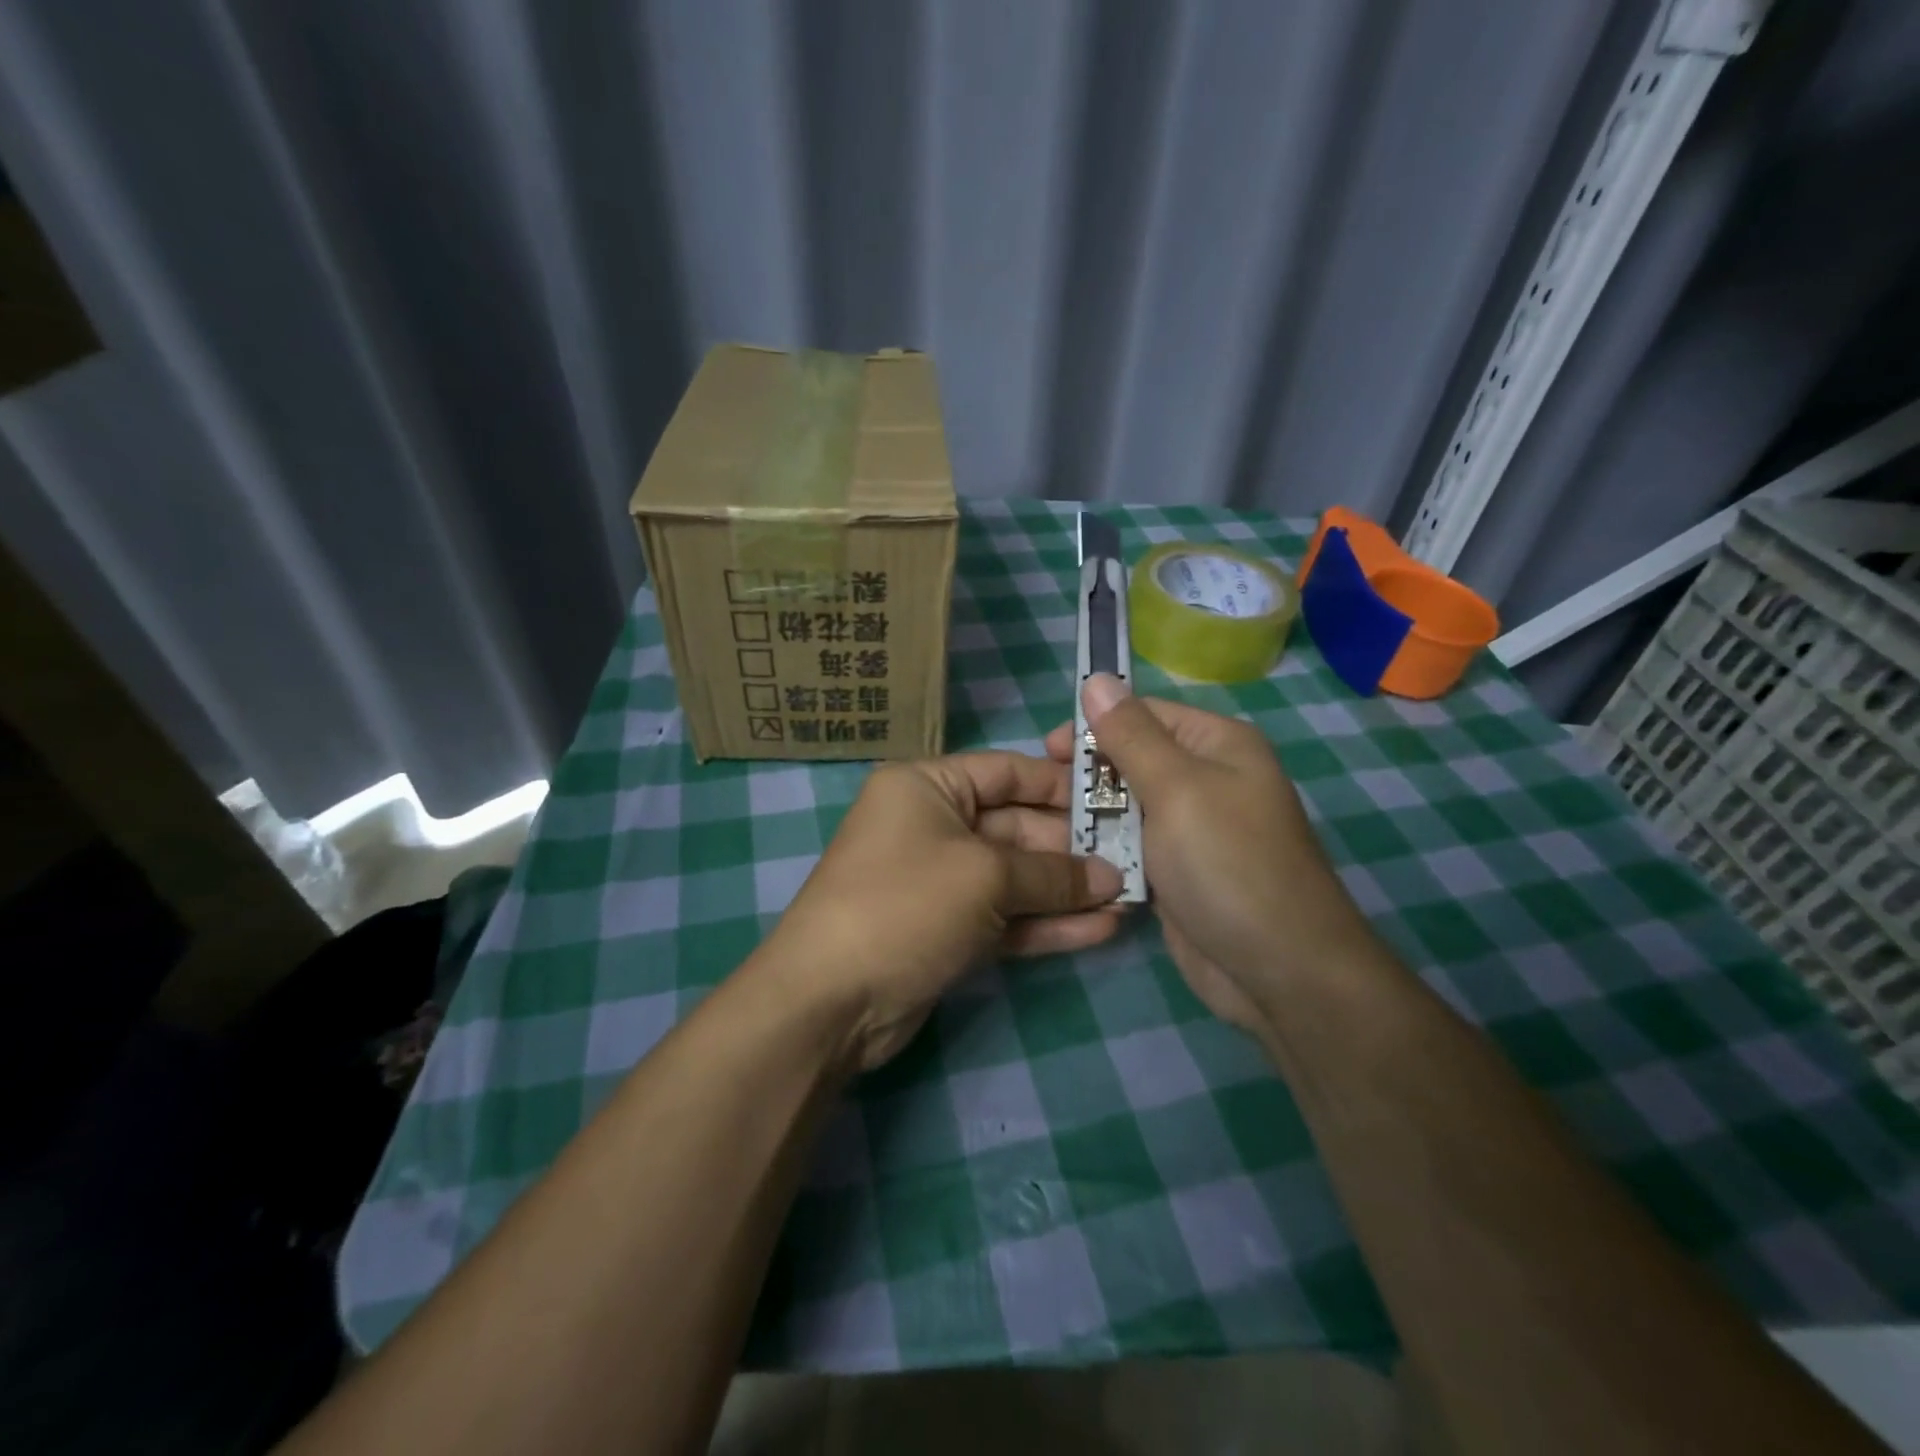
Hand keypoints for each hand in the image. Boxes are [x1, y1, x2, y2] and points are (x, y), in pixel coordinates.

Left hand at [758, 752, 1124, 1070]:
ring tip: (1129, 899)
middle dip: (1072, 848)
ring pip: (1015, 877)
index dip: (1061, 785)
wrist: (830, 1000)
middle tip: (1134, 860)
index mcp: (927, 786)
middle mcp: (931, 825)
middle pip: (1015, 826)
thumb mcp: (985, 876)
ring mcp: (938, 881)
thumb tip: (1111, 878)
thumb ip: (1052, 874)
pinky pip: (1004, 917)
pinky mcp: (946, 930)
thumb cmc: (906, 904)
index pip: (1006, 772)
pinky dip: (1046, 923)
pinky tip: (1100, 930)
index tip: (1115, 800)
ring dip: (1066, 890)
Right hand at [1044, 675, 1378, 1032]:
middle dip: (1088, 774)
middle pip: (1132, 759)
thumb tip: (1097, 678)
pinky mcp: (1179, 871)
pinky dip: (1107, 850)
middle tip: (1045, 796)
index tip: (1047, 751)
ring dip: (1092, 815)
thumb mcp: (1177, 789)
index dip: (1094, 725)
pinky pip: (1134, 846)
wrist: (1279, 971)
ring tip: (1047, 829)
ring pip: (1127, 806)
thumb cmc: (1228, 864)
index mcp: (1217, 745)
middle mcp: (1207, 779)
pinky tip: (1072, 858)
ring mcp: (1193, 829)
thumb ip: (1131, 735)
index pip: (1144, 714)